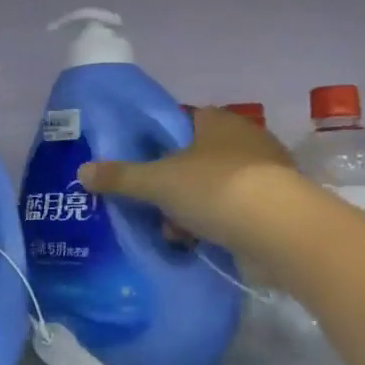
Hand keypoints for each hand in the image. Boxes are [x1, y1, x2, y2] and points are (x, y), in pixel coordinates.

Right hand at [79, 105, 298, 256]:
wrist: (282, 230)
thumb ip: (121, 176)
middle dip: (174, 186)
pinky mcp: (279, 205)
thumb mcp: (158, 182)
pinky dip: (219, 225)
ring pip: (215, 187)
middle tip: (156, 207)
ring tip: (177, 233)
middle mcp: (245, 138)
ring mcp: (267, 172)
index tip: (143, 168)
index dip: (159, 144)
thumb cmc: (216, 189)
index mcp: (217, 120)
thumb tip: (82, 171)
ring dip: (194, 209)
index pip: (182, 122)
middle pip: (196, 159)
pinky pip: (237, 211)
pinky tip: (204, 244)